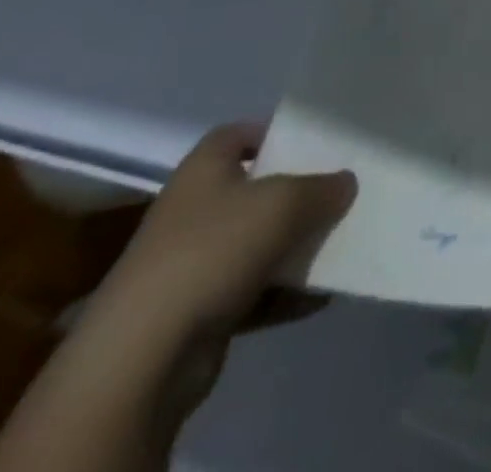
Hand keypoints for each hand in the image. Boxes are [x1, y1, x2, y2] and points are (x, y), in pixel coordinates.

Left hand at [87, 124, 354, 360]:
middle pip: (255, 189)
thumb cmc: (212, 250)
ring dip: (294, 247)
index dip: (275, 134)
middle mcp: (195, 208)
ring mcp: (194, 262)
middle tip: (338, 193)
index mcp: (205, 167)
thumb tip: (346, 182)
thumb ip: (321, 188)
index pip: (240, 134)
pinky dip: (284, 294)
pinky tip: (321, 297)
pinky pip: (253, 292)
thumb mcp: (284, 202)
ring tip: (340, 244)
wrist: (144, 356)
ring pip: (256, 243)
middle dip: (296, 193)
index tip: (315, 144)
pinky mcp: (199, 312)